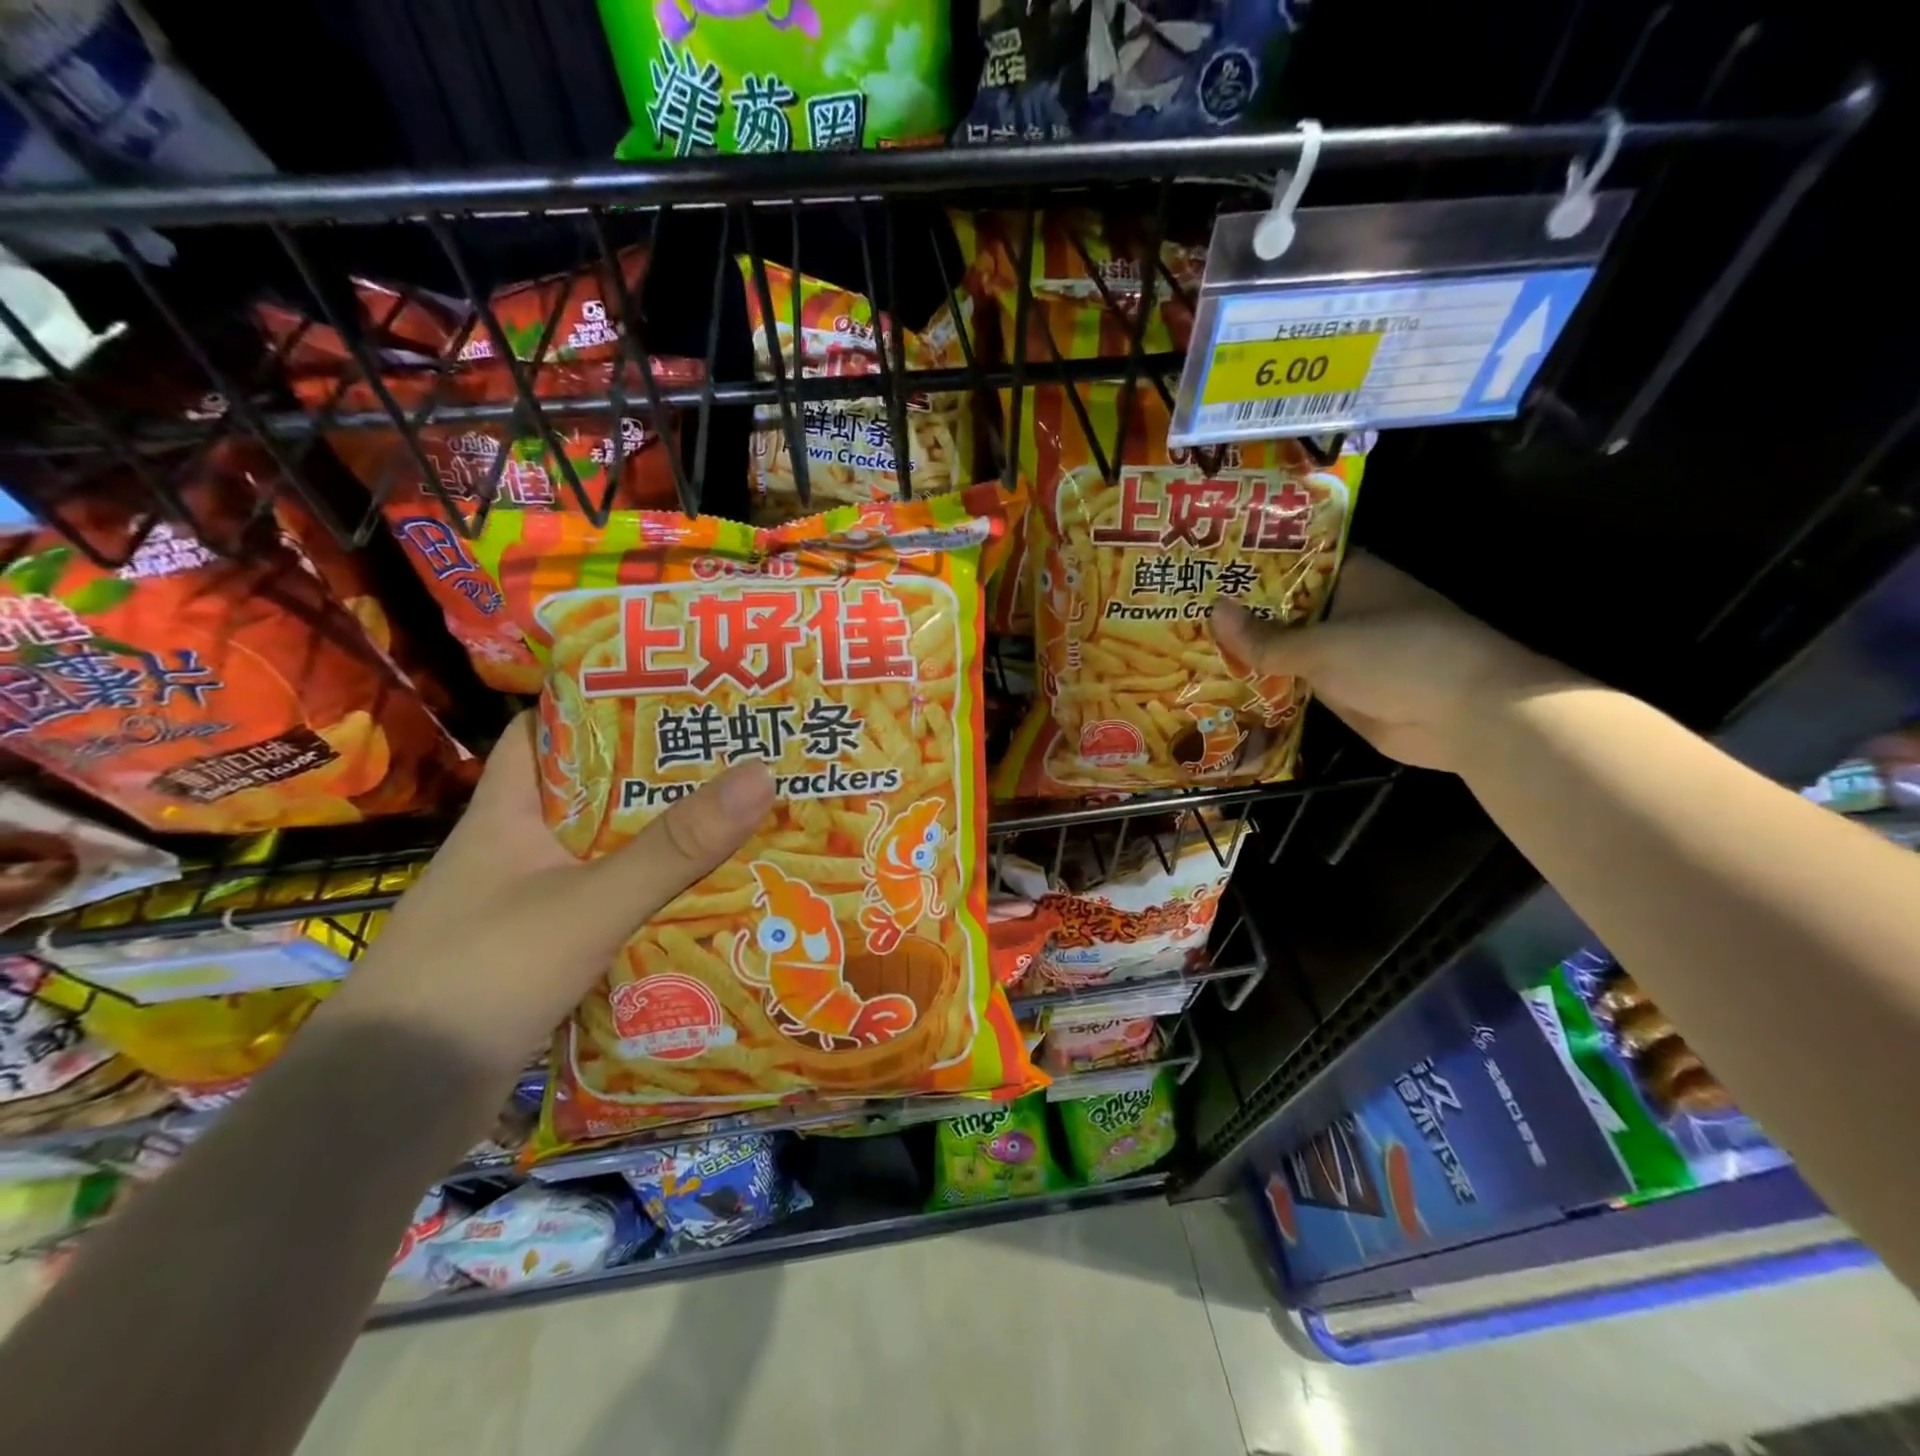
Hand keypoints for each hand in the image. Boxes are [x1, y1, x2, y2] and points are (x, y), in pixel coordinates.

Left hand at [319, 711, 774, 1081]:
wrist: (390, 1107)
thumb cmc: (482, 975)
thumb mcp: (591, 902)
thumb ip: (675, 846)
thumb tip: (761, 774)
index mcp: (506, 816)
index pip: (542, 733)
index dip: (594, 704)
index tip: (665, 693)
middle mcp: (511, 853)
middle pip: (588, 796)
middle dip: (653, 779)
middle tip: (730, 759)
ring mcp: (521, 907)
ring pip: (600, 857)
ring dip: (655, 845)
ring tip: (732, 822)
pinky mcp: (536, 956)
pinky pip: (603, 910)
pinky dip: (644, 901)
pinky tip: (698, 902)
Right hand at [1210, 552, 1582, 773]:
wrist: (1466, 716)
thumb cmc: (1398, 657)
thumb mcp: (1322, 645)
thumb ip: (1266, 637)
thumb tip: (1213, 611)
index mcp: (1354, 577)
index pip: (1298, 558)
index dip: (1255, 559)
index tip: (1210, 561)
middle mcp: (1349, 608)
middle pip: (1287, 604)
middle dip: (1244, 608)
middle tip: (1185, 606)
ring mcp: (1346, 650)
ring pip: (1289, 645)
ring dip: (1252, 649)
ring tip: (1190, 641)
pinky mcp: (1343, 688)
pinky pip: (1296, 680)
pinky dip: (1268, 682)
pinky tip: (1223, 682)